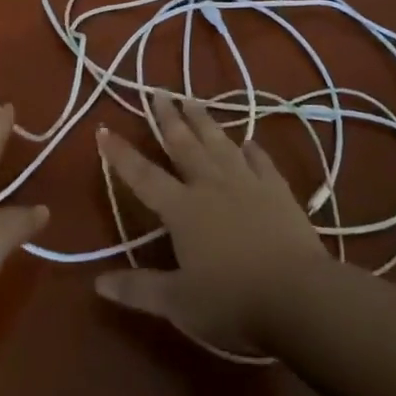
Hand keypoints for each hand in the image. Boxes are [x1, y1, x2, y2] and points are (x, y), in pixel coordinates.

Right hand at [95, 97, 324, 351]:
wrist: (299, 295)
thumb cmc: (232, 301)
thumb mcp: (178, 303)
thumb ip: (138, 289)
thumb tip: (97, 283)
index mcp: (182, 209)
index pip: (144, 176)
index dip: (122, 155)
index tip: (104, 129)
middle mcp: (211, 185)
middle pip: (184, 145)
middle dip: (168, 118)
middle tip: (158, 92)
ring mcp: (247, 183)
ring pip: (219, 144)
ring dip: (204, 121)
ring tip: (192, 100)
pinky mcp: (277, 191)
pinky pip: (261, 161)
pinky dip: (252, 149)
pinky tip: (248, 140)